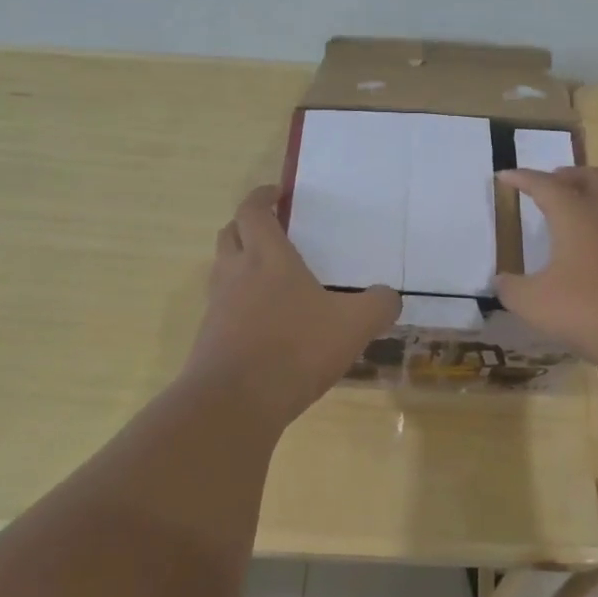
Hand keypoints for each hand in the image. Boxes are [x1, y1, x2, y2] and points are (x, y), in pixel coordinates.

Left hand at [182, 186, 400, 422]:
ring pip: (222, 271)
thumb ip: (378, 306)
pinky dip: (239, 305)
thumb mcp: (354, 325)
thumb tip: (388, 298)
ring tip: (271, 279)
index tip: (276, 193)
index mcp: (267, 257)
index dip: (262, 197)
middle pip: (229, 234)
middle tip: (272, 231)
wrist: (234, 403)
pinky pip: (223, 309)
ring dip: (240, 265)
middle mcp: (235, 274)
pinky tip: (266, 325)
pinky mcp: (209, 339)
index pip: (253, 211)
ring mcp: (217, 308)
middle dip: (247, 226)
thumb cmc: (296, 348)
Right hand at [496, 166, 597, 379]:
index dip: (523, 179)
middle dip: (568, 176)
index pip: (545, 185)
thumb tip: (501, 281)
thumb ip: (512, 290)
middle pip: (591, 177)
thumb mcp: (536, 305)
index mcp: (576, 214)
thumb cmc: (593, 311)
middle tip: (552, 183)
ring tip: (588, 199)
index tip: (506, 175)